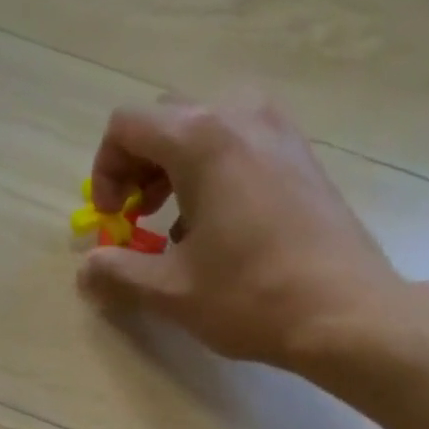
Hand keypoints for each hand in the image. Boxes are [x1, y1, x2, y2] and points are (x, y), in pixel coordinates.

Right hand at [77, 96, 407, 369]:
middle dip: (137, 170)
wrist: (342, 311)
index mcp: (202, 140)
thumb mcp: (171, 292)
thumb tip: (87, 268)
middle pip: (166, 121)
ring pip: (205, 131)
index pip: (128, 126)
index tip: (112, 221)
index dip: (105, 172)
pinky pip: (240, 147)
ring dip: (173, 173)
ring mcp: (278, 131)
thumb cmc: (250, 297)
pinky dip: (212, 176)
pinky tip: (216, 231)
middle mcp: (241, 116)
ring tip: (172, 231)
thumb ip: (118, 273)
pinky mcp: (301, 156)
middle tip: (134, 222)